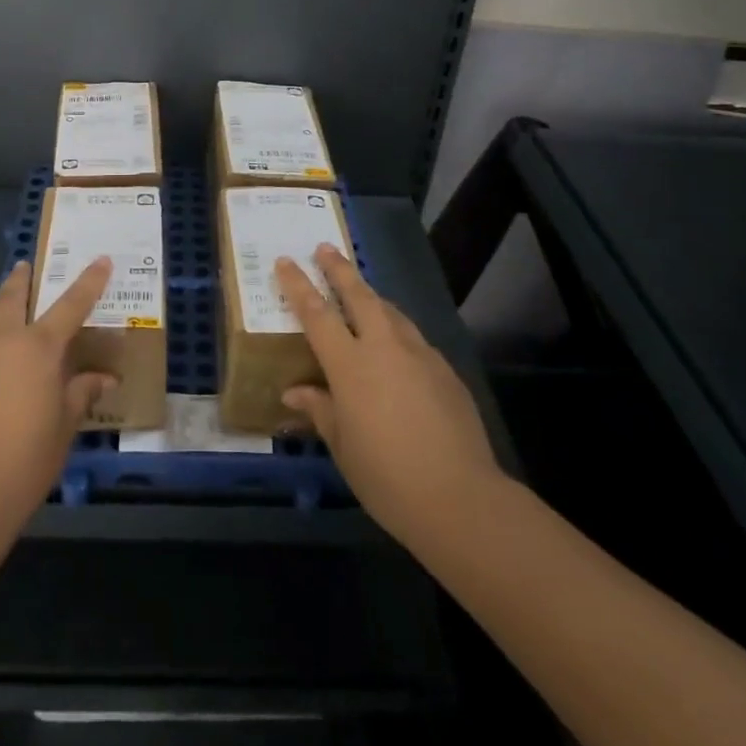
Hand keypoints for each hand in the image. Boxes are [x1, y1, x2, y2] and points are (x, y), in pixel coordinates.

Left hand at [0, 258, 115, 529]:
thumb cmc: (25, 460)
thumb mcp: (64, 427)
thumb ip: (81, 394)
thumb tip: (103, 378)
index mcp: (38, 348)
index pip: (72, 304)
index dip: (89, 281)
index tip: (101, 259)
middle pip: (11, 299)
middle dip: (20, 280)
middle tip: (23, 267)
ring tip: (3, 376)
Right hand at [278, 246, 508, 552]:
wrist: (460, 497)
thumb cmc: (386, 476)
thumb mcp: (342, 446)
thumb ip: (320, 410)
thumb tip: (295, 391)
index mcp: (350, 364)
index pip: (316, 313)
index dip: (298, 285)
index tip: (285, 261)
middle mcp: (384, 347)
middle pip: (358, 295)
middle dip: (339, 269)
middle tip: (325, 248)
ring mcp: (419, 354)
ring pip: (390, 311)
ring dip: (371, 296)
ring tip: (361, 291)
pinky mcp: (445, 369)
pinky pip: (413, 337)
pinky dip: (397, 329)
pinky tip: (397, 346)